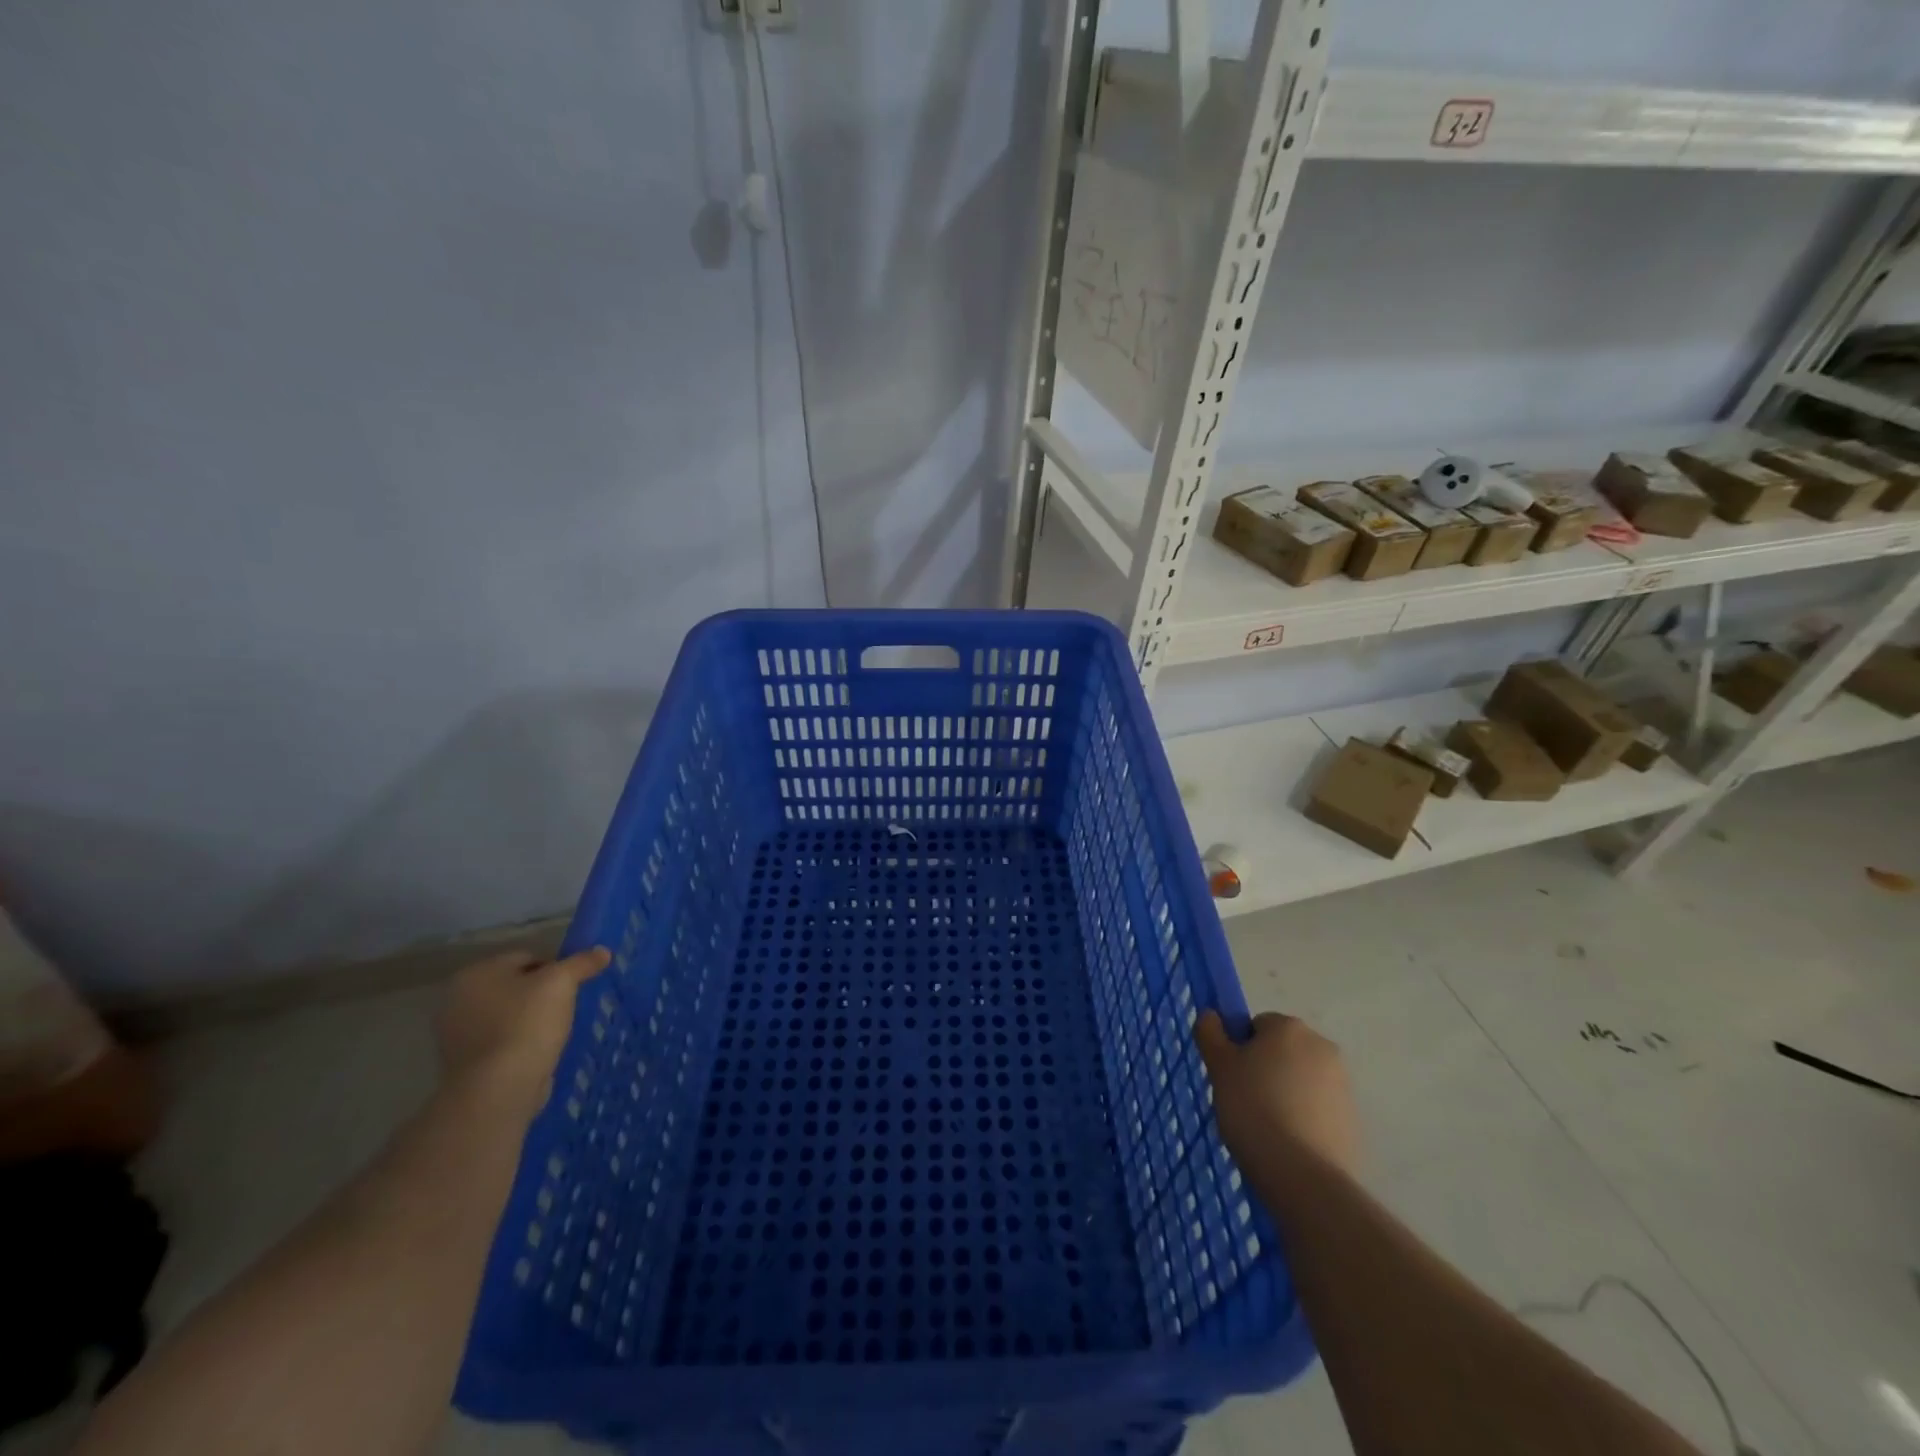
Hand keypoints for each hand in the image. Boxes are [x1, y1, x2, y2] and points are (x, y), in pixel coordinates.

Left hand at [436, 946, 609, 1120]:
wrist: (499, 1089)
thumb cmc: (527, 1024)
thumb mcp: (562, 983)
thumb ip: (582, 962)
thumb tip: (603, 951)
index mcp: (476, 973)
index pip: (526, 957)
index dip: (555, 968)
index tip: (573, 986)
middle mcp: (458, 1000)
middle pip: (515, 986)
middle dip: (541, 994)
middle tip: (567, 1007)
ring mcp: (457, 1035)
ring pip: (508, 1015)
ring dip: (531, 1020)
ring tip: (556, 1031)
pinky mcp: (465, 1064)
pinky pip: (502, 1042)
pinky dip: (520, 1043)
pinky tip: (539, 1052)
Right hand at [1195, 1010, 1358, 1179]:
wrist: (1303, 1175)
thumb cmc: (1253, 1108)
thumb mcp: (1219, 1066)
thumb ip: (1210, 1033)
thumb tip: (1211, 1015)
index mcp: (1288, 1027)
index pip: (1257, 1025)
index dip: (1240, 1049)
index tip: (1232, 1077)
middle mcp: (1321, 1046)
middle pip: (1282, 1050)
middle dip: (1265, 1069)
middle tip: (1245, 1099)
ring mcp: (1342, 1083)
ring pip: (1301, 1079)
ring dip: (1285, 1092)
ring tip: (1266, 1125)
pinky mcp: (1352, 1118)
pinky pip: (1318, 1107)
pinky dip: (1303, 1116)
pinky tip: (1288, 1140)